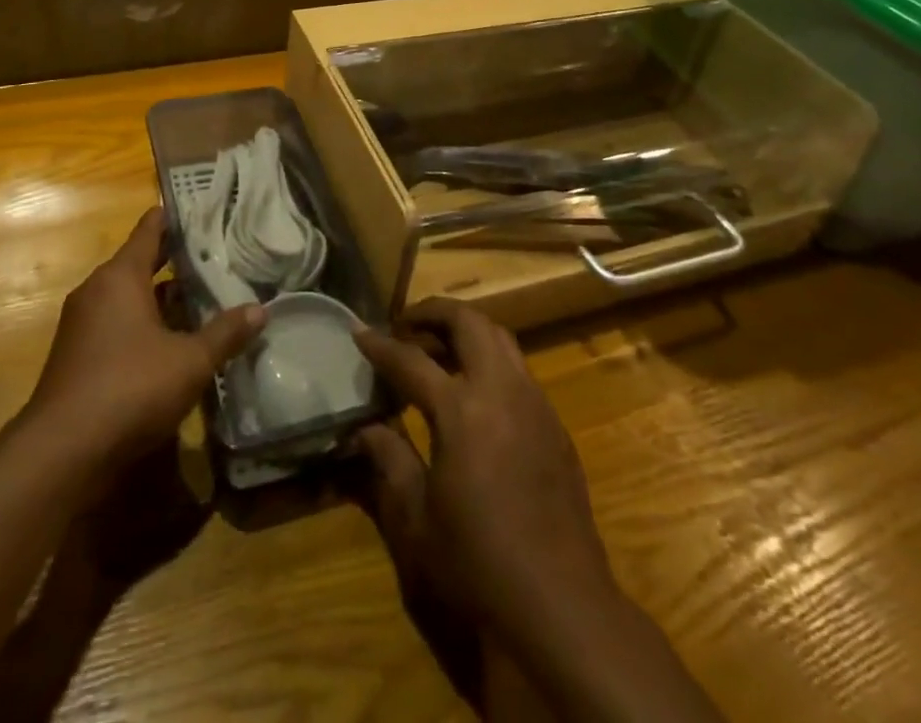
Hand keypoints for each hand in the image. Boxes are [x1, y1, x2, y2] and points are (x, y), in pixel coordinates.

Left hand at [24, 208, 263, 472]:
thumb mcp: (190, 361)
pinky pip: (117, 323)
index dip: (173, 218)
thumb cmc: (130, 388)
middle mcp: (97, 291)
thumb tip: (260, 310)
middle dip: (174, 260)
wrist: (62, 452)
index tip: (198, 208)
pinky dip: (144, 323)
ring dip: (161, 297)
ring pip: (129, 297)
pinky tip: (172, 340)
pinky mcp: (78, 356)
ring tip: (202, 295)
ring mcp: (83, 324)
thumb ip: (225, 333)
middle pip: (140, 263)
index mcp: (120, 277)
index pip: (149, 231)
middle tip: (214, 253)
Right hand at [353, 299, 616, 645]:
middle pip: (467, 322)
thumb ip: (389, 461)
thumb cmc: (478, 565)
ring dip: (465, 331)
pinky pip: (519, 370)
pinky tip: (475, 393)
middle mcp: (501, 391)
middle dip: (432, 313)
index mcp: (460, 410)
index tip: (359, 332)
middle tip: (405, 326)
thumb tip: (365, 428)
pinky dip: (490, 360)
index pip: (410, 360)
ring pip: (499, 337)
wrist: (561, 607)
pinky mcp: (555, 425)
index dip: (380, 345)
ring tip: (437, 350)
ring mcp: (534, 404)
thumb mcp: (416, 519)